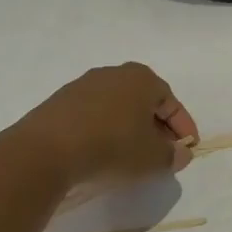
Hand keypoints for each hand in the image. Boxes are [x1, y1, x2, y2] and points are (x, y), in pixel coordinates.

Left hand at [25, 63, 197, 187]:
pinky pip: (93, 115)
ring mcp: (84, 85)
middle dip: (156, 128)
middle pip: (145, 102)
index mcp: (142, 78)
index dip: (183, 128)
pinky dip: (104, 131)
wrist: (45, 152)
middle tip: (161, 153)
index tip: (187, 150)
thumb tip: (181, 154)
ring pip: (118, 108)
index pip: (172, 103)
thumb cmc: (111, 146)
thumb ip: (172, 156)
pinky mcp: (60, 103)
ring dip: (129, 129)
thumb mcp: (152, 158)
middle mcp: (115, 73)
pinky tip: (101, 152)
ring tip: (131, 156)